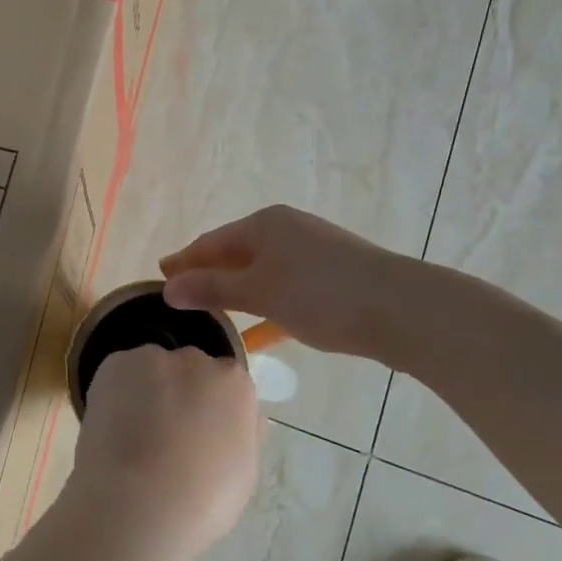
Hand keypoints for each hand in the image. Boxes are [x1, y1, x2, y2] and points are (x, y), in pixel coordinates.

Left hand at [69, 345, 261, 557]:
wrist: (138, 503)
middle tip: (164, 435)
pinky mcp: (114, 364)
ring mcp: (152, 359)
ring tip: (132, 434)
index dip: (210, 410)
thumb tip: (238, 418)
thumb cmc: (202, 500)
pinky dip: (115, 394)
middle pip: (189, 370)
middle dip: (180, 394)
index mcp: (234, 384)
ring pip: (151, 370)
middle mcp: (196, 361)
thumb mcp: (243, 473)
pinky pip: (118, 374)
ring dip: (146, 391)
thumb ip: (242, 434)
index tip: (198, 434)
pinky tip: (111, 427)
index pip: (226, 384)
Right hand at [159, 205, 399, 358]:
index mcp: (264, 225)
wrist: (403, 309)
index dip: (183, 262)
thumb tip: (168, 287)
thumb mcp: (260, 291)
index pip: (209, 242)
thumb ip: (213, 288)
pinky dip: (267, 310)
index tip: (158, 278)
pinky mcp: (331, 280)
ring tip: (210, 319)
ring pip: (261, 275)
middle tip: (179, 300)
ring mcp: (311, 255)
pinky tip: (256, 336)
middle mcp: (286, 231)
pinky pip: (285, 292)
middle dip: (207, 277)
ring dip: (236, 296)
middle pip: (234, 255)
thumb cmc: (321, 294)